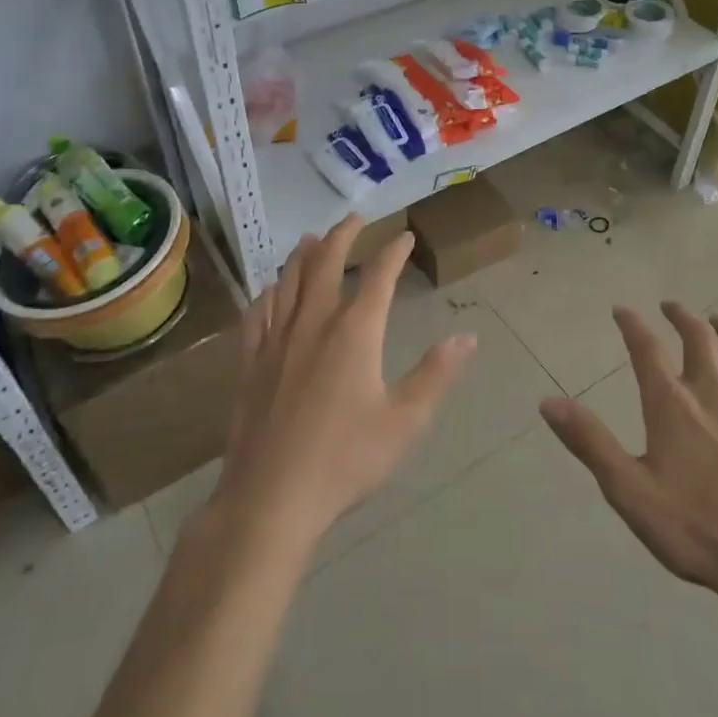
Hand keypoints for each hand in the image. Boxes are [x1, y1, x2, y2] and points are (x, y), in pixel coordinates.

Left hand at [205, 215, 475, 552]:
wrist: (271, 498)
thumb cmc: (346, 460)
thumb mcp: (405, 422)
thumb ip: (436, 375)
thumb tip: (467, 337)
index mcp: (354, 333)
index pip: (377, 278)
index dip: (393, 253)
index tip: (404, 235)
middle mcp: (313, 324)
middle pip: (325, 265)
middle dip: (342, 237)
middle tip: (354, 219)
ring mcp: (276, 341)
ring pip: (288, 282)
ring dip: (302, 255)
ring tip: (310, 238)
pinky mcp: (250, 363)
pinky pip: (257, 314)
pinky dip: (268, 293)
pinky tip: (270, 291)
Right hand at [540, 301, 717, 602]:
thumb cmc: (694, 529)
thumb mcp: (627, 489)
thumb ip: (589, 441)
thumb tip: (548, 402)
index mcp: (672, 406)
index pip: (647, 351)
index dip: (633, 326)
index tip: (622, 309)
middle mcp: (713, 396)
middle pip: (699, 341)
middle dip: (683, 318)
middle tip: (671, 306)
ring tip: (717, 319)